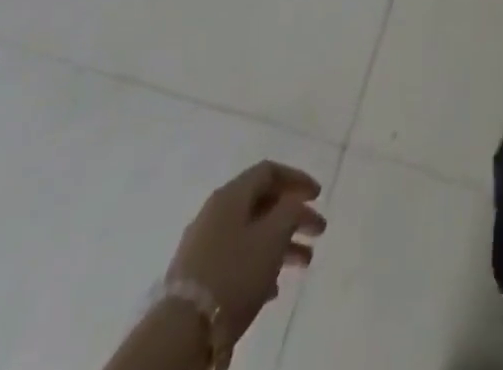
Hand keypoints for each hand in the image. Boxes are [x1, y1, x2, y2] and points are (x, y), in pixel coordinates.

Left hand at [166, 161, 325, 343]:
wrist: (184, 331)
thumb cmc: (235, 273)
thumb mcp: (273, 235)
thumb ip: (291, 211)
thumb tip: (294, 203)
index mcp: (231, 195)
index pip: (269, 171)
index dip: (297, 179)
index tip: (318, 196)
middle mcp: (215, 212)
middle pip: (262, 203)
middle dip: (294, 216)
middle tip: (318, 231)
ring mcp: (203, 245)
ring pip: (252, 233)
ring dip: (281, 243)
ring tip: (305, 263)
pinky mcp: (198, 277)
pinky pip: (237, 258)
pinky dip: (260, 264)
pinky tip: (274, 287)